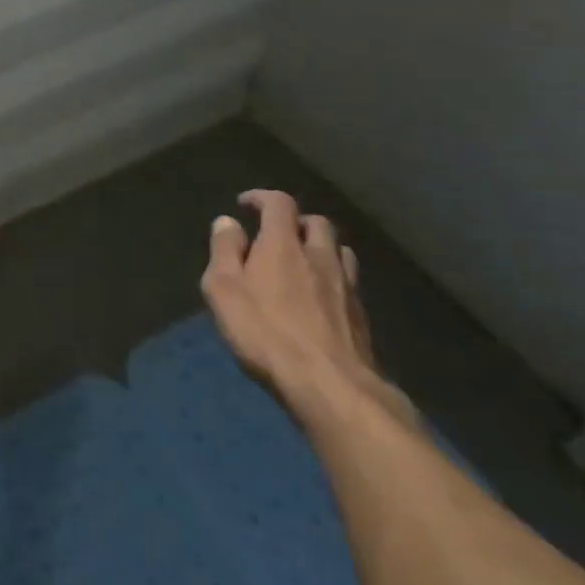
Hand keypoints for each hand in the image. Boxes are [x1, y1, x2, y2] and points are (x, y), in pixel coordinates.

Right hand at [201, 189, 412, 422]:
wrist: (331, 387)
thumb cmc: (266, 332)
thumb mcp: (224, 289)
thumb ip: (224, 250)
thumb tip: (228, 222)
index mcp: (282, 244)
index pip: (279, 203)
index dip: (261, 197)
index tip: (245, 204)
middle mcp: (319, 256)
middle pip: (316, 222)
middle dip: (295, 221)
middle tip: (276, 235)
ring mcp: (345, 286)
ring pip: (339, 250)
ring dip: (320, 247)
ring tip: (303, 261)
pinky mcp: (361, 317)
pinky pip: (348, 282)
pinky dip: (333, 278)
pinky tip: (321, 298)